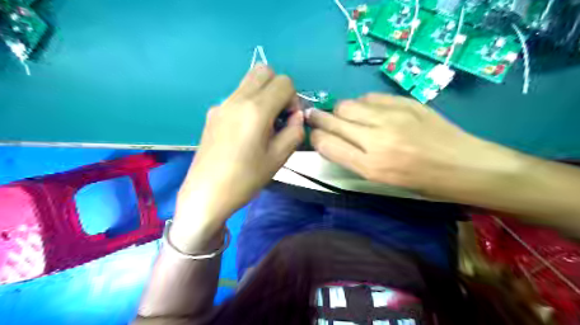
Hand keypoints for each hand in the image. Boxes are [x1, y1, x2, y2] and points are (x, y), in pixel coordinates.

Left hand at [171, 64, 303, 250]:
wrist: (206, 194)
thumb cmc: (245, 179)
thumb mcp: (278, 158)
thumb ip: (294, 131)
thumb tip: (296, 117)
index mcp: (256, 110)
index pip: (284, 82)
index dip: (293, 99)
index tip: (290, 120)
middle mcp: (237, 99)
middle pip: (264, 71)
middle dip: (278, 88)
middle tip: (278, 115)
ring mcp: (221, 104)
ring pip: (248, 81)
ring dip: (263, 94)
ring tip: (263, 123)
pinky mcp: (212, 113)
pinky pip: (236, 96)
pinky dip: (248, 103)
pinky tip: (245, 130)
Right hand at [311, 94, 524, 199]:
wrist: (466, 166)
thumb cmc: (423, 182)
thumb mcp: (383, 181)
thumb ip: (353, 159)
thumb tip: (332, 140)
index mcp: (371, 166)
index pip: (327, 144)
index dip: (315, 137)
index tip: (314, 134)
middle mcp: (376, 139)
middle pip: (333, 120)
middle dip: (318, 118)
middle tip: (314, 116)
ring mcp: (392, 117)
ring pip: (347, 105)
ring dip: (339, 111)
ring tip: (344, 116)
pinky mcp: (405, 102)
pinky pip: (369, 97)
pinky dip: (361, 104)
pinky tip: (367, 110)